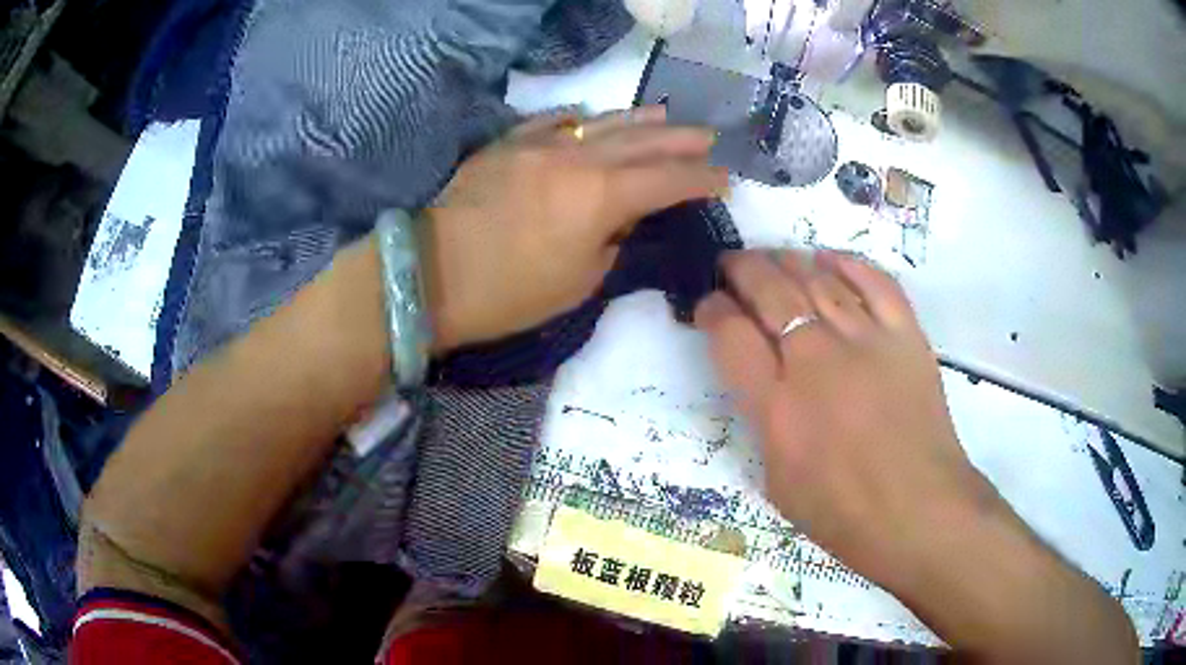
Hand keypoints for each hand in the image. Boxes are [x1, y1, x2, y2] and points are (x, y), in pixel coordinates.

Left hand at [423, 106, 726, 351]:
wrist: (432, 275)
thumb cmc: (510, 293)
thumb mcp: (580, 281)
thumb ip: (612, 240)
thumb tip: (622, 217)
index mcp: (601, 196)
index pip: (668, 180)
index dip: (701, 180)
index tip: (724, 181)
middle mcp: (577, 157)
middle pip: (642, 141)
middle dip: (680, 140)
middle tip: (708, 138)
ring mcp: (538, 144)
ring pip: (601, 123)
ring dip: (638, 119)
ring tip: (665, 114)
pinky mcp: (506, 145)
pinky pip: (549, 122)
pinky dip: (576, 119)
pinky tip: (587, 116)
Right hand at [694, 250, 993, 583]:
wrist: (919, 510)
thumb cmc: (845, 513)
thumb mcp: (778, 482)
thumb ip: (766, 425)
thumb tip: (765, 387)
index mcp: (778, 406)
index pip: (731, 336)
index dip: (713, 310)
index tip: (709, 304)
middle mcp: (817, 361)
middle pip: (771, 293)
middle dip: (744, 270)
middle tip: (733, 263)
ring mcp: (866, 342)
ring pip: (818, 280)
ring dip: (788, 261)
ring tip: (774, 257)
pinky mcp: (905, 336)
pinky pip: (875, 283)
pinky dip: (849, 265)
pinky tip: (830, 259)